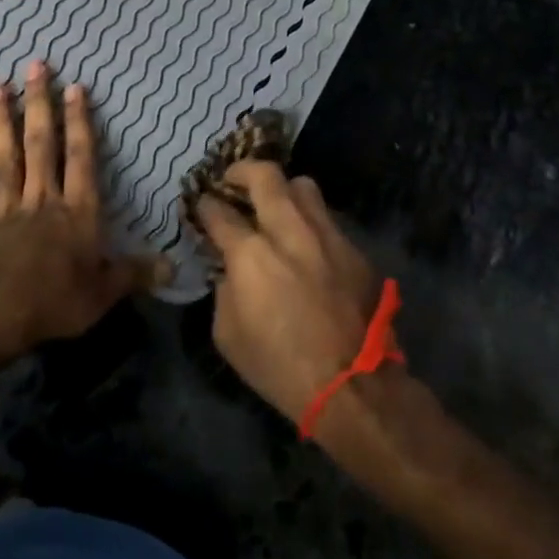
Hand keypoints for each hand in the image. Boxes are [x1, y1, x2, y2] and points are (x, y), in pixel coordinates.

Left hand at [0, 61, 163, 356]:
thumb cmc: (55, 300)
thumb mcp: (105, 292)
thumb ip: (135, 274)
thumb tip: (173, 267)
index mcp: (77, 212)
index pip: (81, 158)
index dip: (79, 122)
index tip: (75, 87)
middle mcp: (41, 200)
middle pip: (41, 145)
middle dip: (39, 104)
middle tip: (34, 67)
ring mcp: (4, 209)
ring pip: (5, 158)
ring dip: (1, 122)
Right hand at [194, 162, 384, 427]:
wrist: (354, 387)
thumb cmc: (280, 368)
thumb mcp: (228, 335)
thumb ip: (224, 290)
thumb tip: (230, 269)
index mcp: (251, 255)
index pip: (220, 213)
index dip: (206, 206)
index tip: (203, 206)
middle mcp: (289, 232)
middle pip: (265, 176)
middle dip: (242, 171)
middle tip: (233, 179)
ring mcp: (327, 236)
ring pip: (303, 186)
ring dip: (283, 190)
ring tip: (275, 204)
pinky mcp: (355, 250)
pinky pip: (327, 219)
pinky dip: (310, 222)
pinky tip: (307, 244)